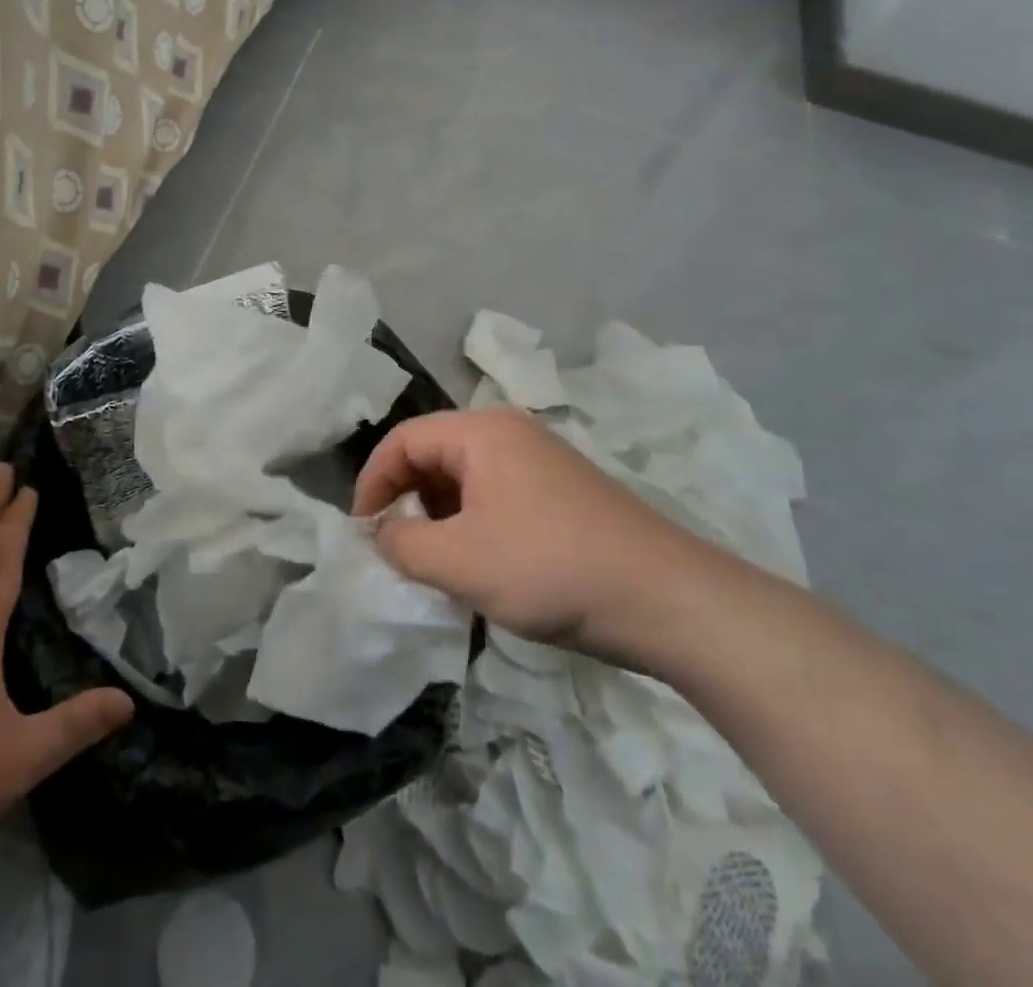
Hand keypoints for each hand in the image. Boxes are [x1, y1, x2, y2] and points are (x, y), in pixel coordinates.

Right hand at [353, 408, 730, 669]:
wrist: (669, 600)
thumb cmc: (550, 568)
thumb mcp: (459, 562)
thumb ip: (402, 544)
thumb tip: (383, 533)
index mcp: (481, 433)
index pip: (403, 440)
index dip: (373, 482)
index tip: (362, 530)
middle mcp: (510, 434)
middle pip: (434, 454)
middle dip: (406, 499)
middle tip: (395, 547)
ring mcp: (541, 462)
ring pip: (466, 478)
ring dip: (439, 516)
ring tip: (435, 562)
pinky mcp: (563, 493)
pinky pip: (497, 496)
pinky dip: (473, 524)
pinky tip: (481, 566)